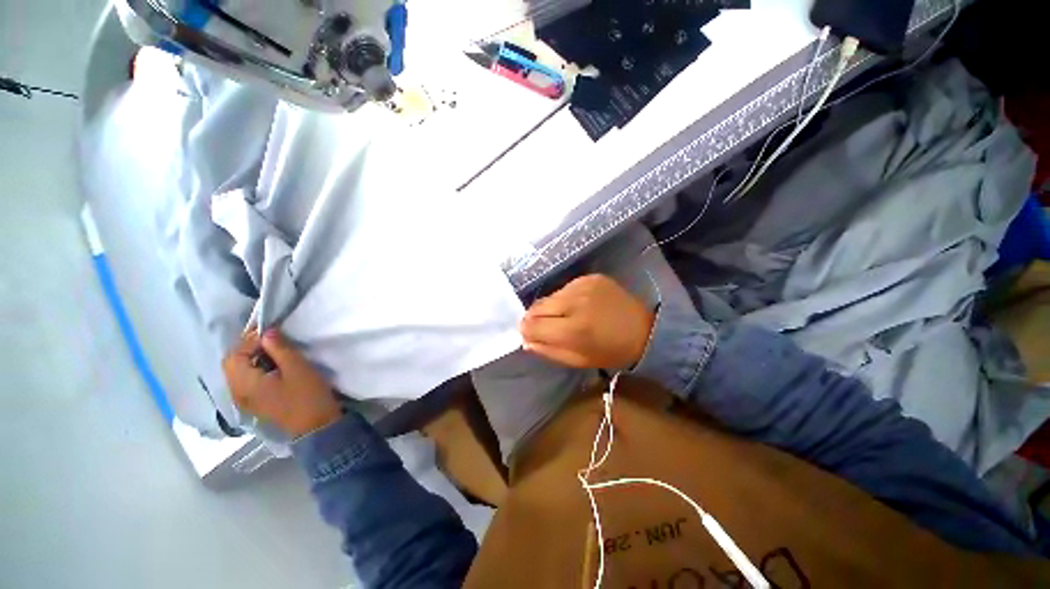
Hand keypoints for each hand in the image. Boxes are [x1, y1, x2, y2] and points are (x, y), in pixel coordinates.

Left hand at [222, 329, 341, 437]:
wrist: (316, 425)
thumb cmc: (307, 395)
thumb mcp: (298, 368)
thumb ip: (280, 349)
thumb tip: (267, 332)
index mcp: (245, 383)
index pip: (235, 355)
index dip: (249, 340)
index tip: (271, 331)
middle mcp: (237, 392)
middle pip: (232, 364)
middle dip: (248, 348)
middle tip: (271, 339)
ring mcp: (244, 399)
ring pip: (238, 372)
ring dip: (252, 358)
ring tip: (273, 350)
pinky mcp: (254, 402)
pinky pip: (246, 380)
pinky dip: (255, 368)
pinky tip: (272, 366)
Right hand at [519, 274, 654, 369]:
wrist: (645, 329)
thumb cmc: (611, 351)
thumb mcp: (578, 360)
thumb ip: (548, 350)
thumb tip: (526, 339)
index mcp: (573, 329)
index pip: (532, 325)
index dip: (526, 331)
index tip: (529, 335)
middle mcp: (575, 301)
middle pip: (536, 307)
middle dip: (535, 319)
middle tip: (545, 327)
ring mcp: (583, 285)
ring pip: (549, 297)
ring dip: (551, 308)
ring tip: (566, 316)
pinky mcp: (590, 277)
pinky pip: (565, 288)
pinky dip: (565, 299)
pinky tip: (579, 306)